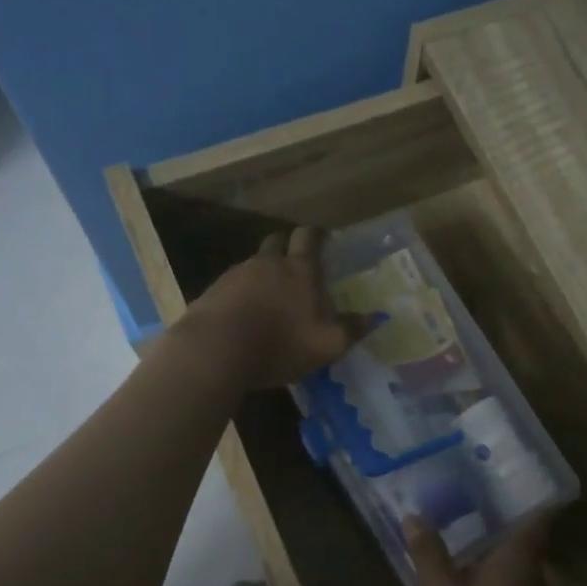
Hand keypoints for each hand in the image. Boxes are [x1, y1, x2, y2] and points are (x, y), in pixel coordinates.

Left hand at [178, 227, 359, 389]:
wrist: (215, 350)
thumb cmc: (279, 344)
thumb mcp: (325, 345)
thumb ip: (350, 330)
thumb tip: (375, 317)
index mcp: (299, 270)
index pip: (309, 237)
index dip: (317, 235)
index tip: (323, 237)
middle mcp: (267, 263)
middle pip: (276, 242)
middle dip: (286, 248)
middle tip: (295, 266)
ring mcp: (235, 275)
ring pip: (253, 264)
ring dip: (262, 275)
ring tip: (268, 299)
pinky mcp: (212, 292)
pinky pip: (231, 286)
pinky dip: (240, 295)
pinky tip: (243, 316)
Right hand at [407, 511, 554, 585]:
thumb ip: (429, 553)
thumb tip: (415, 515)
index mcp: (520, 561)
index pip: (539, 518)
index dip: (534, 498)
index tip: (519, 481)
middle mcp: (536, 580)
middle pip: (526, 545)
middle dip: (502, 527)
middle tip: (473, 507)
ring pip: (518, 572)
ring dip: (496, 559)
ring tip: (465, 543)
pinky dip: (496, 585)